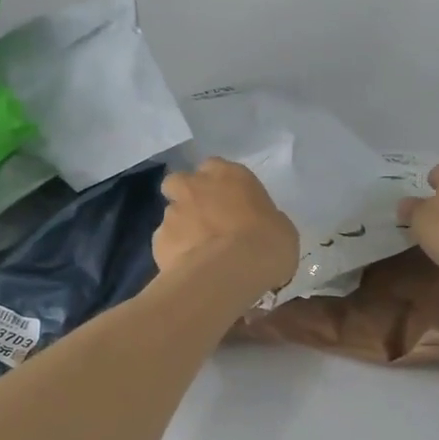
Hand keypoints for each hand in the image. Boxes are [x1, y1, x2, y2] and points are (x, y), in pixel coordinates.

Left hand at [155, 159, 298, 300]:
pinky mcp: (158, 240)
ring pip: (170, 215)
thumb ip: (262, 219)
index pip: (215, 167)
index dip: (218, 184)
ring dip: (181, 229)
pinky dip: (174, 254)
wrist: (229, 273)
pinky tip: (188, 271)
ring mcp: (172, 212)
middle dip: (186, 196)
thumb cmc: (267, 244)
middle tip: (203, 220)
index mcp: (229, 175)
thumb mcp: (281, 229)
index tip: (228, 202)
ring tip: (197, 254)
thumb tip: (256, 227)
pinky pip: (165, 244)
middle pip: (179, 182)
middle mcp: (195, 186)